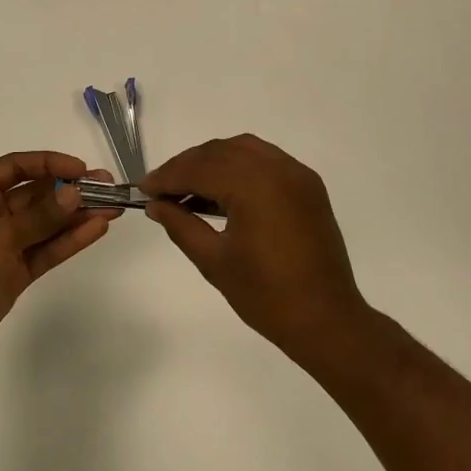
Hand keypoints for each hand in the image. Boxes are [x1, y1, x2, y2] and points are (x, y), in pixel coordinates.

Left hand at [0, 151, 119, 368]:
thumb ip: (40, 217)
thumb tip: (74, 192)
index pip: (17, 167)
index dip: (49, 164)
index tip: (80, 169)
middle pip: (37, 194)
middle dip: (70, 189)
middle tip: (107, 186)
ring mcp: (5, 244)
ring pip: (47, 223)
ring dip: (77, 215)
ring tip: (112, 207)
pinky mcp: (16, 271)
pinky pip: (47, 249)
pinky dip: (69, 240)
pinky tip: (96, 229)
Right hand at [144, 134, 368, 361]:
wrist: (327, 320)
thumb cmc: (266, 296)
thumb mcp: (214, 261)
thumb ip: (181, 225)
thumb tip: (155, 205)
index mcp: (254, 185)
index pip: (200, 168)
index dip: (168, 177)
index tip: (143, 188)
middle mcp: (277, 168)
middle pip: (219, 152)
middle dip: (187, 166)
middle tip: (161, 190)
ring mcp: (296, 174)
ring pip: (243, 149)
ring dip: (212, 161)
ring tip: (188, 188)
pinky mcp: (308, 185)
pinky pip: (265, 160)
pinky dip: (239, 166)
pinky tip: (222, 190)